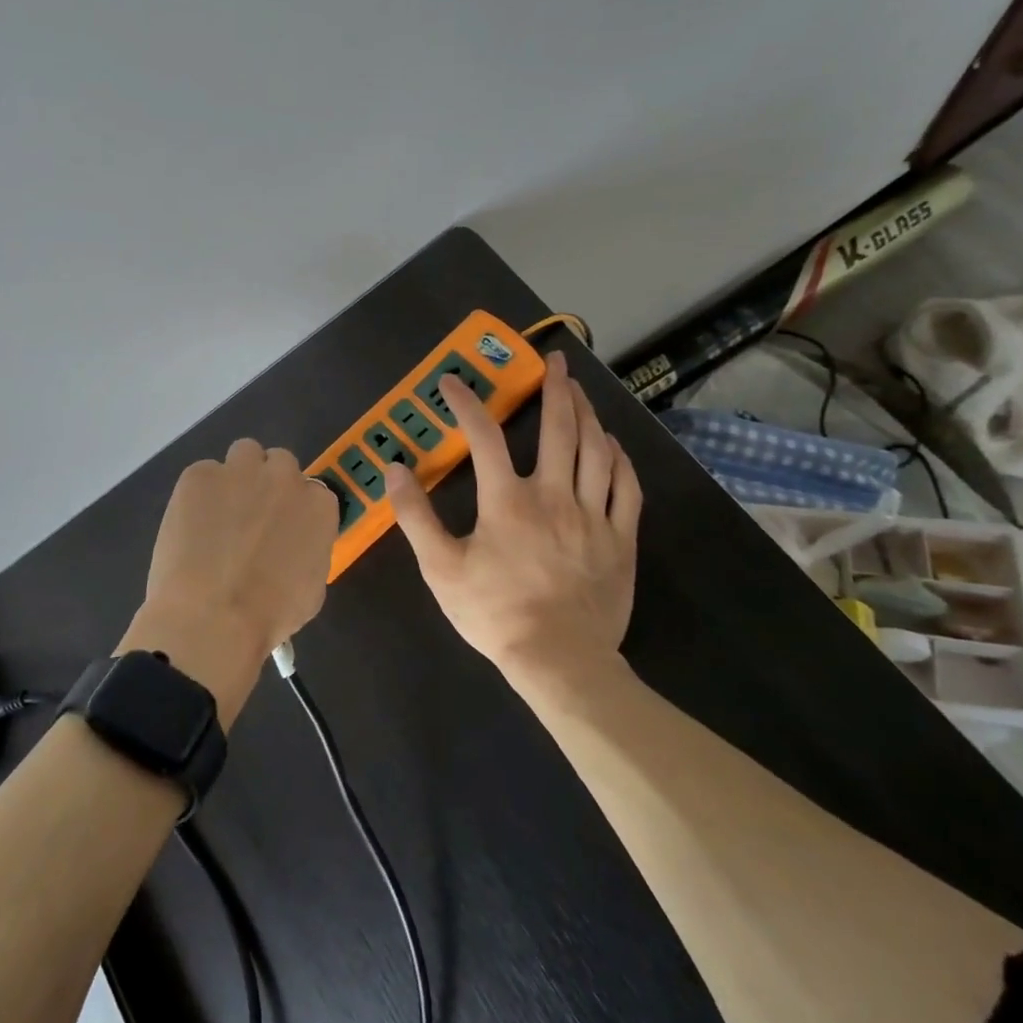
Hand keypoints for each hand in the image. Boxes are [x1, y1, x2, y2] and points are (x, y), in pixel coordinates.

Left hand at [118, 440, 337, 724]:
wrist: (213, 617)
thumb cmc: (270, 616)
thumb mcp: (311, 588)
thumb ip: (307, 550)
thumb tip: (291, 546)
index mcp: (318, 506)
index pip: (312, 491)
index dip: (293, 510)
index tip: (280, 530)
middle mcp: (284, 477)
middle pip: (279, 463)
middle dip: (266, 484)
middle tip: (249, 518)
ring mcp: (240, 471)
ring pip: (243, 454)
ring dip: (237, 476)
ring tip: (218, 513)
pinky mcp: (200, 475)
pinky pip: (202, 474)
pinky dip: (198, 495)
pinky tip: (189, 526)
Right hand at [386, 350, 642, 688]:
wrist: (560, 661)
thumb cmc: (495, 613)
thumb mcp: (441, 568)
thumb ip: (415, 516)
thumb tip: (395, 469)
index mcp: (508, 501)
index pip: (484, 437)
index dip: (466, 404)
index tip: (452, 382)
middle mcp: (554, 495)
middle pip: (559, 429)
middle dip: (555, 389)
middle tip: (553, 362)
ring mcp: (594, 515)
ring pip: (596, 450)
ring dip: (588, 414)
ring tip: (580, 392)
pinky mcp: (621, 538)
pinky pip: (627, 487)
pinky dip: (620, 458)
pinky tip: (613, 444)